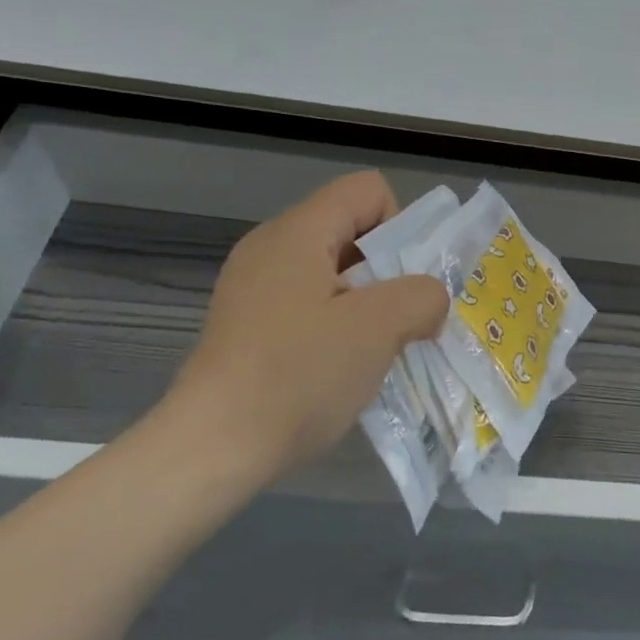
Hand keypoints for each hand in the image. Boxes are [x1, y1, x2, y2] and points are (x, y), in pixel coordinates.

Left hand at [149, 171, 448, 488]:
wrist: (211, 449)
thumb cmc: (298, 375)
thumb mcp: (378, 328)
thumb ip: (421, 296)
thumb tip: (428, 300)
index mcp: (297, 231)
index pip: (368, 190)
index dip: (400, 226)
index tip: (400, 283)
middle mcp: (270, 247)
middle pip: (351, 230)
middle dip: (387, 271)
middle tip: (396, 322)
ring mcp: (253, 287)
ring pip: (333, 272)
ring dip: (365, 304)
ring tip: (370, 351)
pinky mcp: (247, 324)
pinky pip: (309, 304)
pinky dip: (335, 326)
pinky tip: (337, 368)